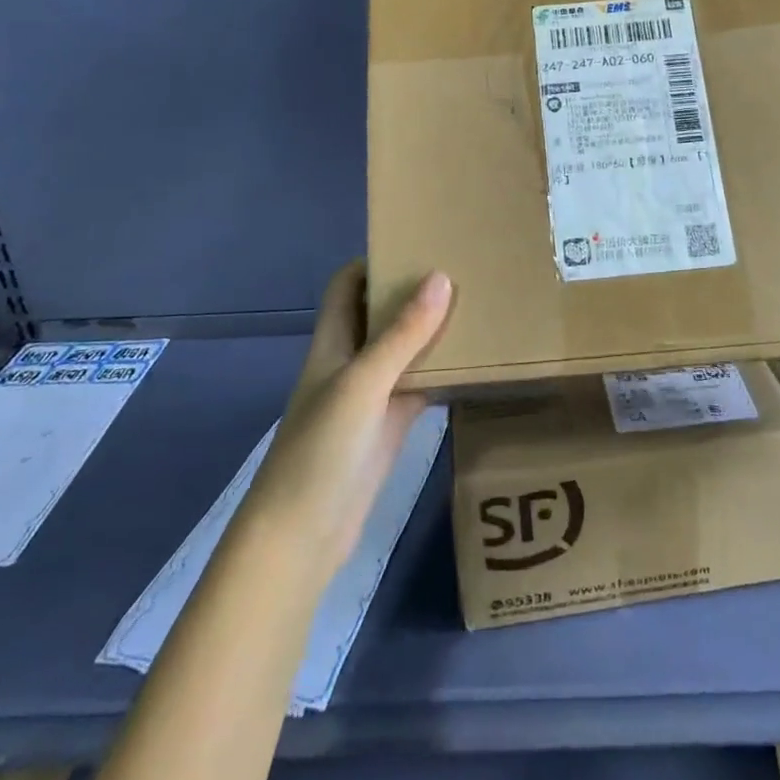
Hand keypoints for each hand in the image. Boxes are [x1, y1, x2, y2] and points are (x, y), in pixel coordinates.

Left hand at [235, 262, 451, 585]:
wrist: (302, 536)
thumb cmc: (320, 449)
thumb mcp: (362, 383)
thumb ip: (402, 334)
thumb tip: (441, 277)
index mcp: (333, 341)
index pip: (347, 285)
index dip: (373, 261)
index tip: (417, 242)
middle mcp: (350, 361)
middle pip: (379, 313)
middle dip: (412, 291)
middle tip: (461, 269)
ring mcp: (371, 396)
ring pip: (403, 350)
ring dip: (431, 331)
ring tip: (477, 304)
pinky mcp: (390, 426)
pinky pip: (419, 386)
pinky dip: (442, 372)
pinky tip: (475, 361)